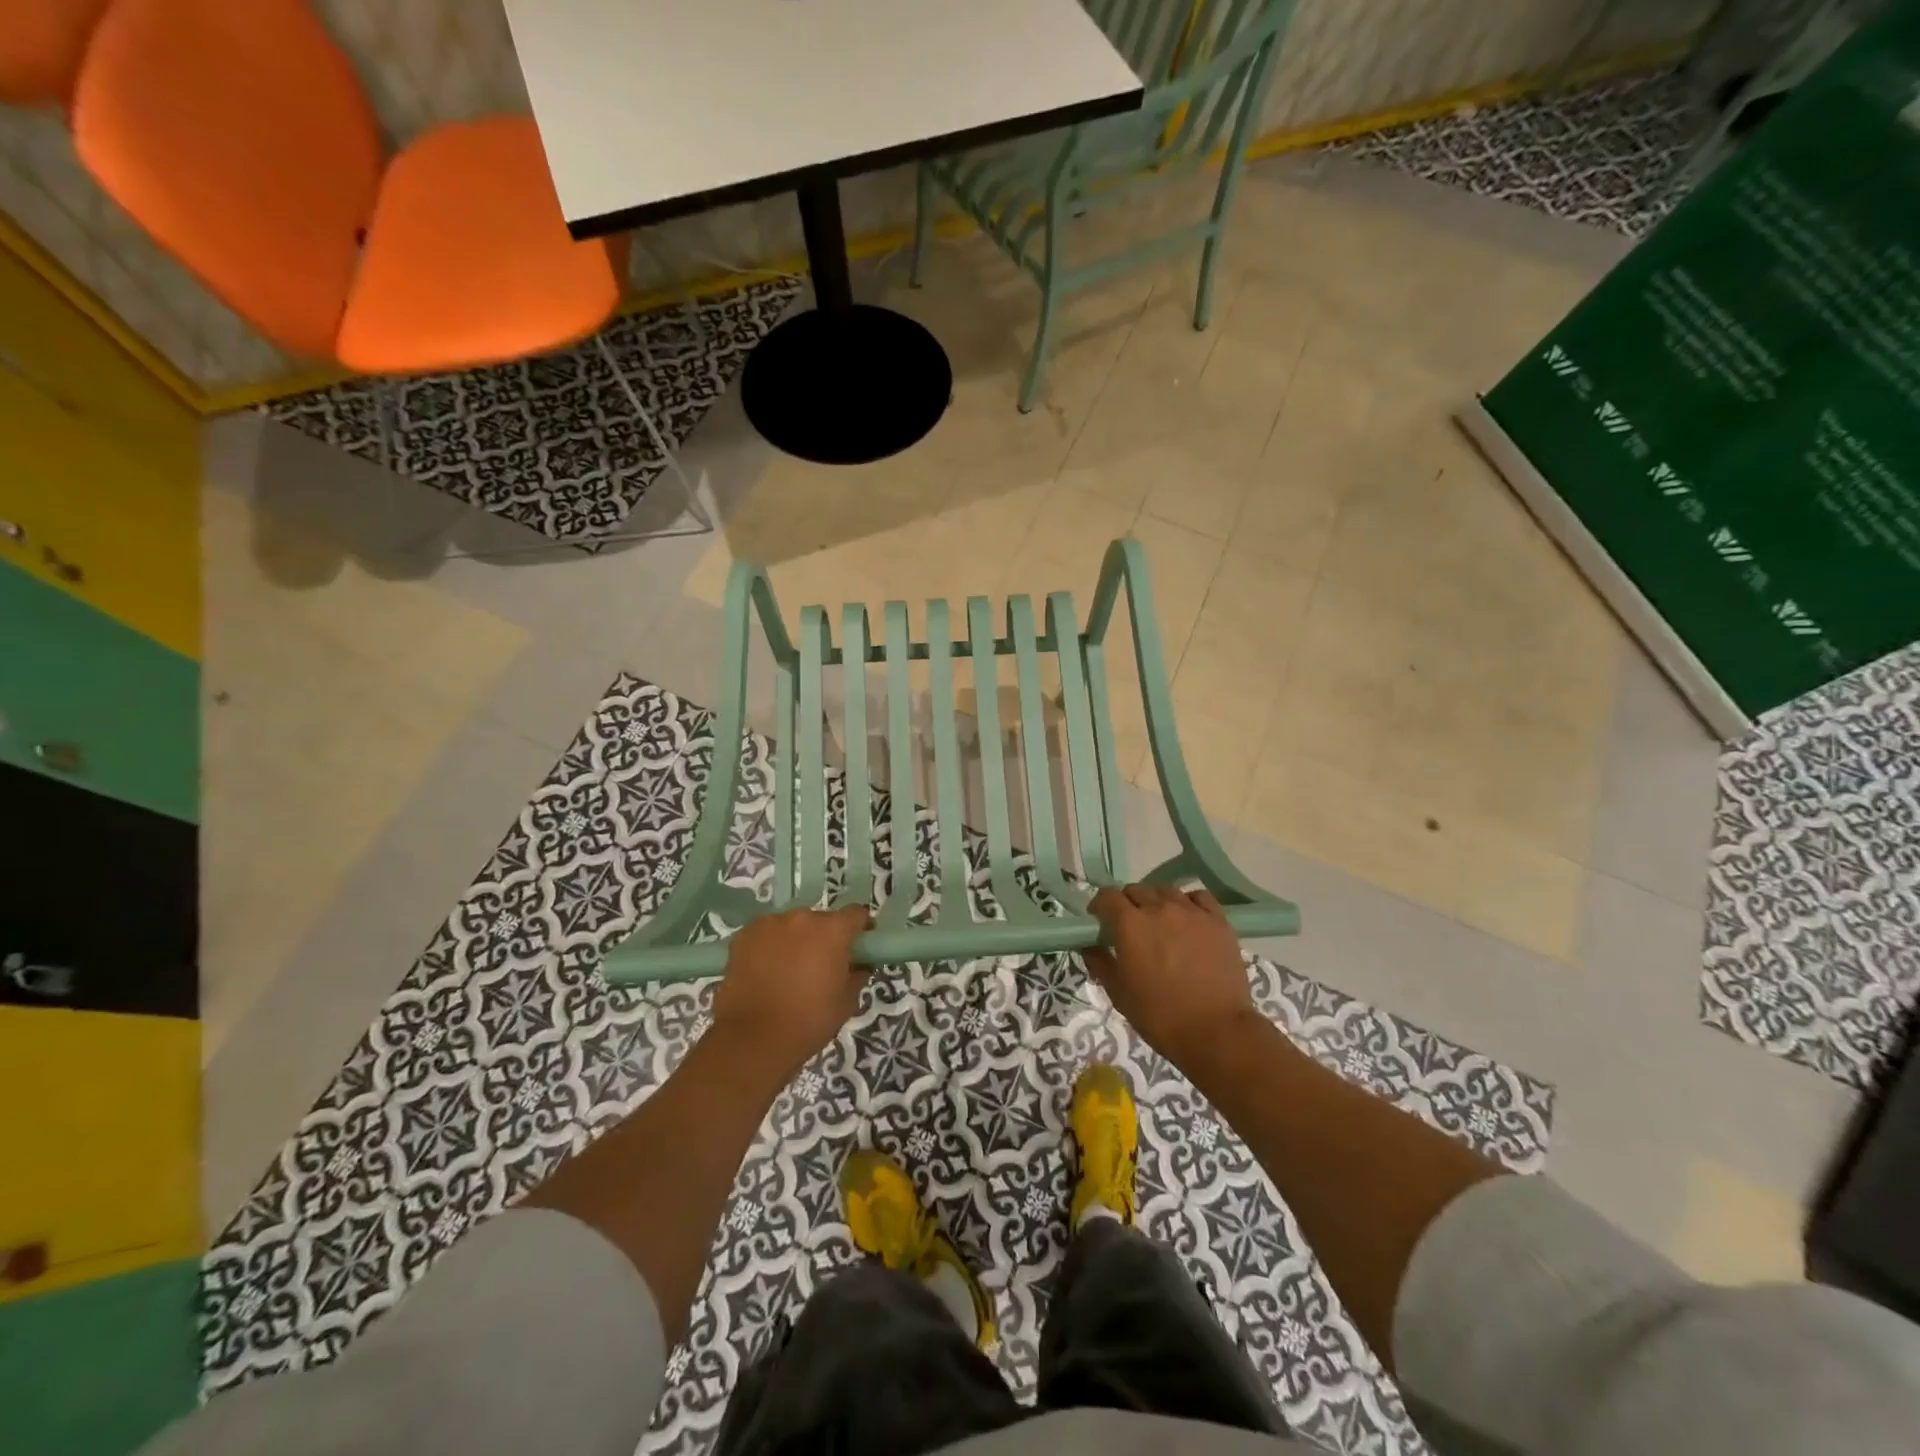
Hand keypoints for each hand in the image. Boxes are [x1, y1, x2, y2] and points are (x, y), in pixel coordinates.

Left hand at [711, 905, 871, 1080]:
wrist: (753, 1039)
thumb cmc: (809, 1021)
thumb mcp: (847, 1002)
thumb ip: (857, 974)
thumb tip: (858, 964)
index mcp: (833, 930)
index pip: (856, 914)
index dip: (860, 928)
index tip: (859, 947)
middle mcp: (803, 918)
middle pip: (821, 920)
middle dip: (824, 938)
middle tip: (820, 966)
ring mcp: (770, 923)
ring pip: (791, 926)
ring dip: (795, 941)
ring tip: (787, 971)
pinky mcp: (744, 935)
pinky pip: (765, 934)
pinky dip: (769, 947)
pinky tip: (764, 972)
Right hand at [1086, 884, 1262, 1068]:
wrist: (1216, 1031)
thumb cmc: (1160, 1016)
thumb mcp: (1119, 994)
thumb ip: (1099, 963)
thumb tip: (1089, 945)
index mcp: (1130, 924)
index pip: (1107, 896)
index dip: (1100, 906)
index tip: (1100, 921)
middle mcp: (1158, 908)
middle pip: (1136, 890)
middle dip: (1127, 904)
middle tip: (1129, 927)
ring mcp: (1191, 912)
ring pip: (1166, 890)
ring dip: (1156, 901)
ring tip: (1160, 922)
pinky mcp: (1218, 921)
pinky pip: (1198, 897)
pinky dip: (1188, 902)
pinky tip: (1188, 919)